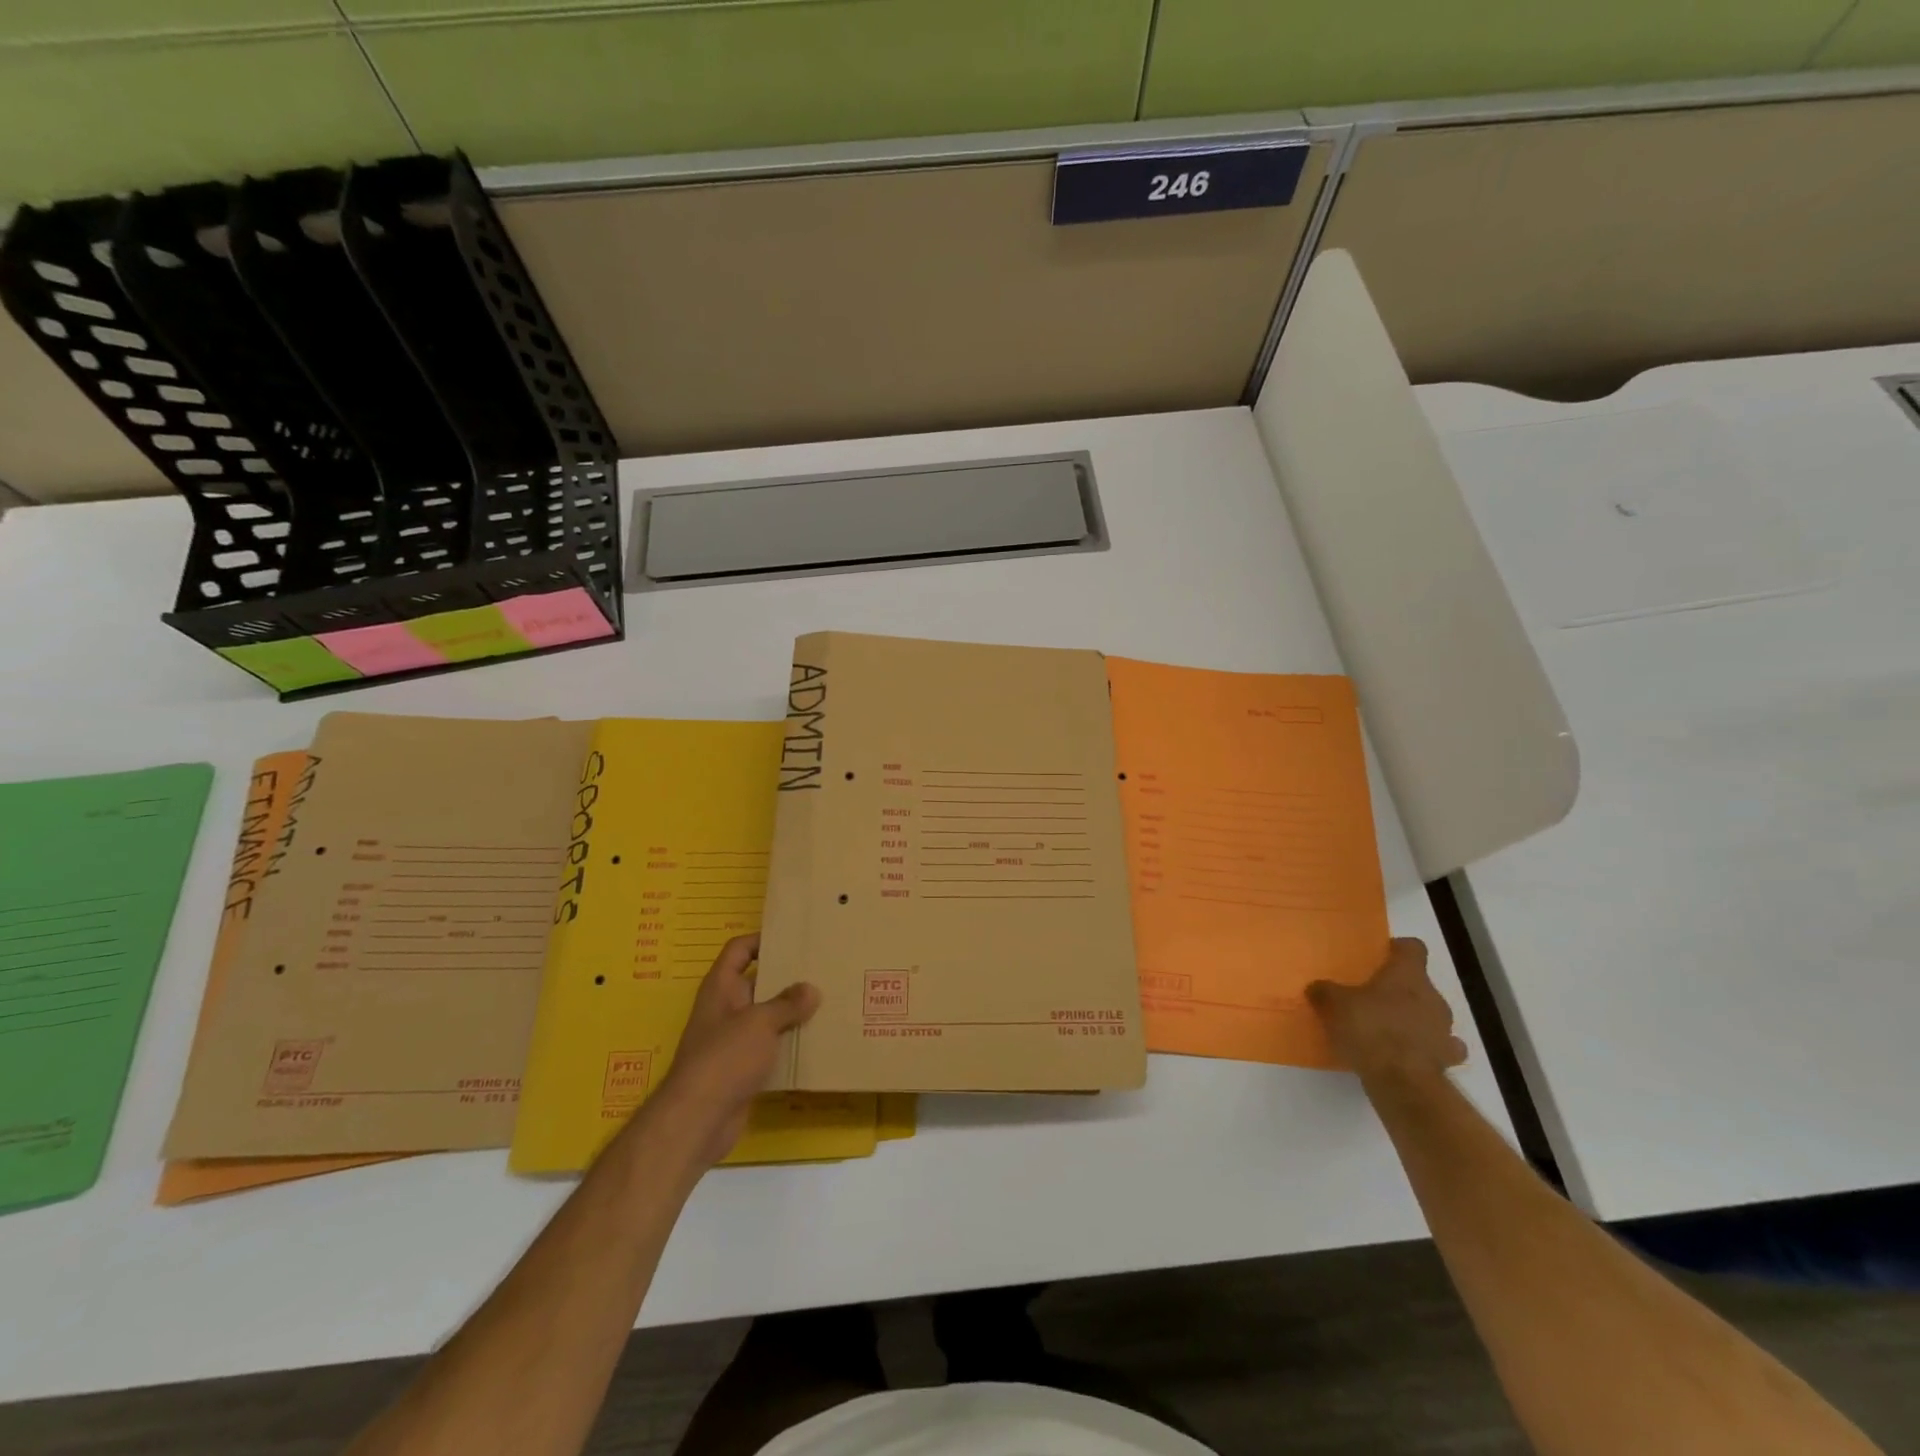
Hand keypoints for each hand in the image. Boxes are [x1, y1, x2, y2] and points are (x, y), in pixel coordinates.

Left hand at [649, 934, 819, 1166]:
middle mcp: (725, 1008)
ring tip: (828, 1001)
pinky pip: (770, 1046)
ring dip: (792, 1012)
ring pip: (767, 1016)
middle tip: (822, 968)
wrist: (698, 1119)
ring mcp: (733, 1040)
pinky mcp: (743, 1068)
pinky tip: (817, 1040)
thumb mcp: (760, 1023)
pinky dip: (790, 1043)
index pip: (739, 949)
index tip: (795, 938)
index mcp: (721, 987)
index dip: (762, 939)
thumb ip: (788, 1003)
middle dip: (787, 977)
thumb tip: (811, 989)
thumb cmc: (725, 1058)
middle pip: (758, 982)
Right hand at [1307, 938, 1466, 1081]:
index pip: (1413, 948)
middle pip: (1420, 983)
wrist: (1402, 1082)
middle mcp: (1432, 997)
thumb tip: (1317, 987)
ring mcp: (1444, 1029)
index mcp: (1407, 975)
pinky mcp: (1447, 1058)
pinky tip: (1408, 1053)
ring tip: (1387, 1028)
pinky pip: (1439, 1046)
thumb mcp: (1333, 1005)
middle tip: (1373, 997)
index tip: (1381, 955)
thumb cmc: (1369, 1029)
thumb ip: (1325, 992)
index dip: (1398, 949)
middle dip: (1400, 989)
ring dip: (1414, 1019)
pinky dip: (1426, 1047)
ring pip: (1430, 1015)